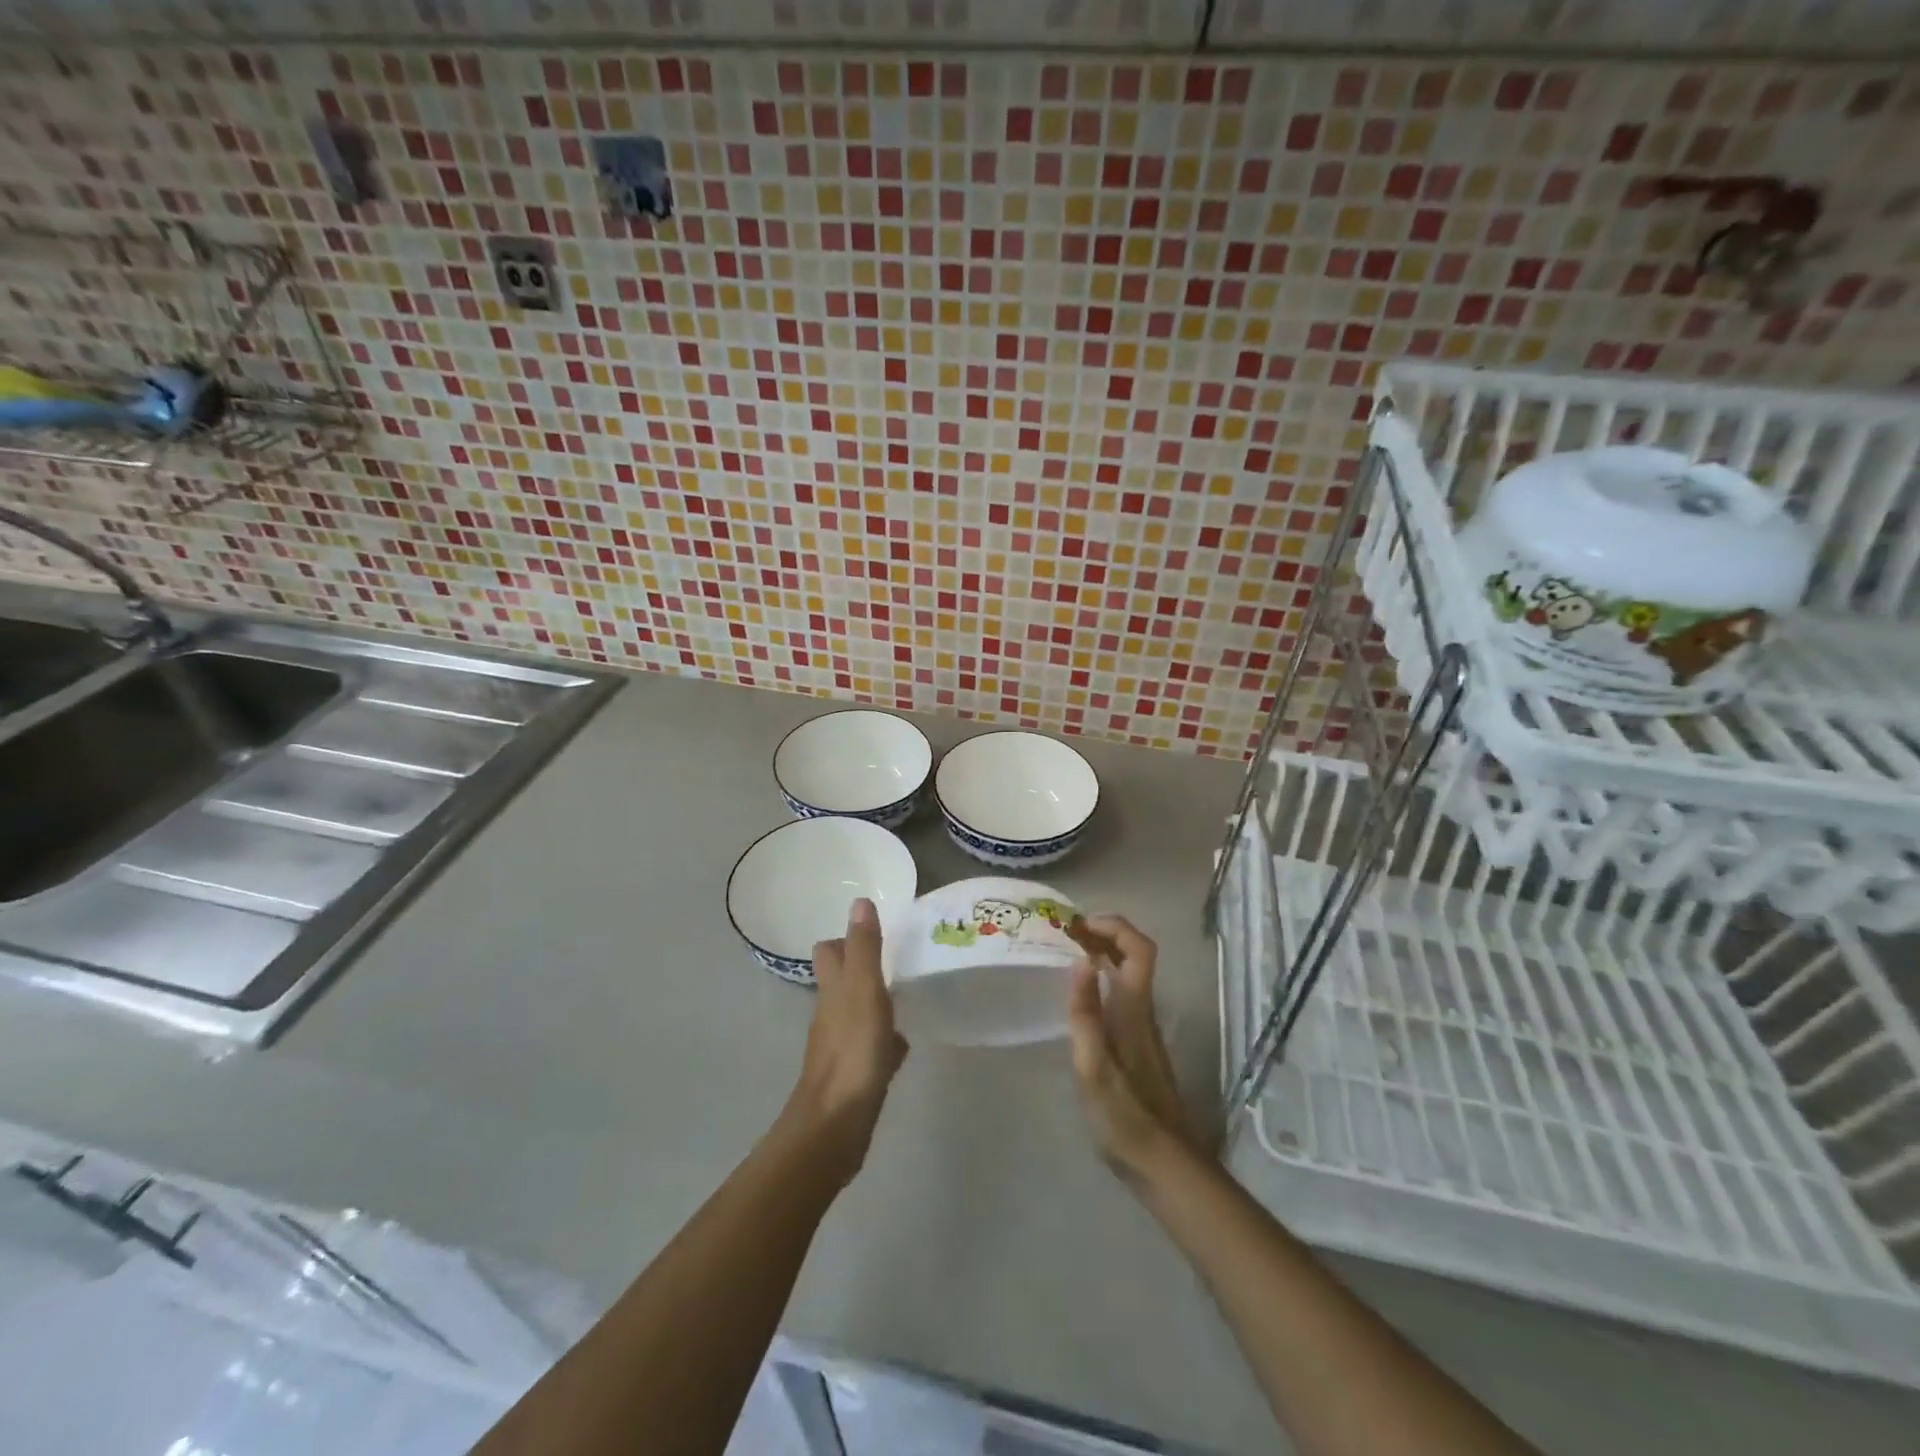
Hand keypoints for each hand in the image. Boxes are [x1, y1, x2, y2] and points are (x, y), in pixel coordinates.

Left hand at [784, 897, 907, 1184]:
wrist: (836, 1125)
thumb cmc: (852, 1051)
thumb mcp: (864, 991)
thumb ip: (865, 948)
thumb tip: (859, 901)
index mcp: (832, 990)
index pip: (829, 951)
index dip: (844, 938)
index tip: (874, 931)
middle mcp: (831, 1014)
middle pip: (841, 981)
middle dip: (862, 968)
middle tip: (896, 959)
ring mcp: (841, 1046)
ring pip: (857, 1013)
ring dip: (875, 1002)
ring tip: (905, 993)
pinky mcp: (854, 1075)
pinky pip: (870, 1048)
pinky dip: (884, 1040)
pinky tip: (904, 1043)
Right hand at [1066, 916, 1206, 1183]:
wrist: (1163, 1164)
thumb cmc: (1125, 1117)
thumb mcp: (1094, 1068)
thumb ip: (1086, 1014)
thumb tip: (1081, 961)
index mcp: (1134, 1010)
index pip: (1138, 949)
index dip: (1114, 926)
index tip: (1077, 924)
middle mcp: (1141, 1010)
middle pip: (1133, 954)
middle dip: (1102, 933)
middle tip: (1063, 933)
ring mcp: (1140, 1027)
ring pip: (1127, 973)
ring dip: (1100, 953)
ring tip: (1063, 953)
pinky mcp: (1135, 1043)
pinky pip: (1120, 993)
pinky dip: (1099, 978)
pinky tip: (1077, 993)